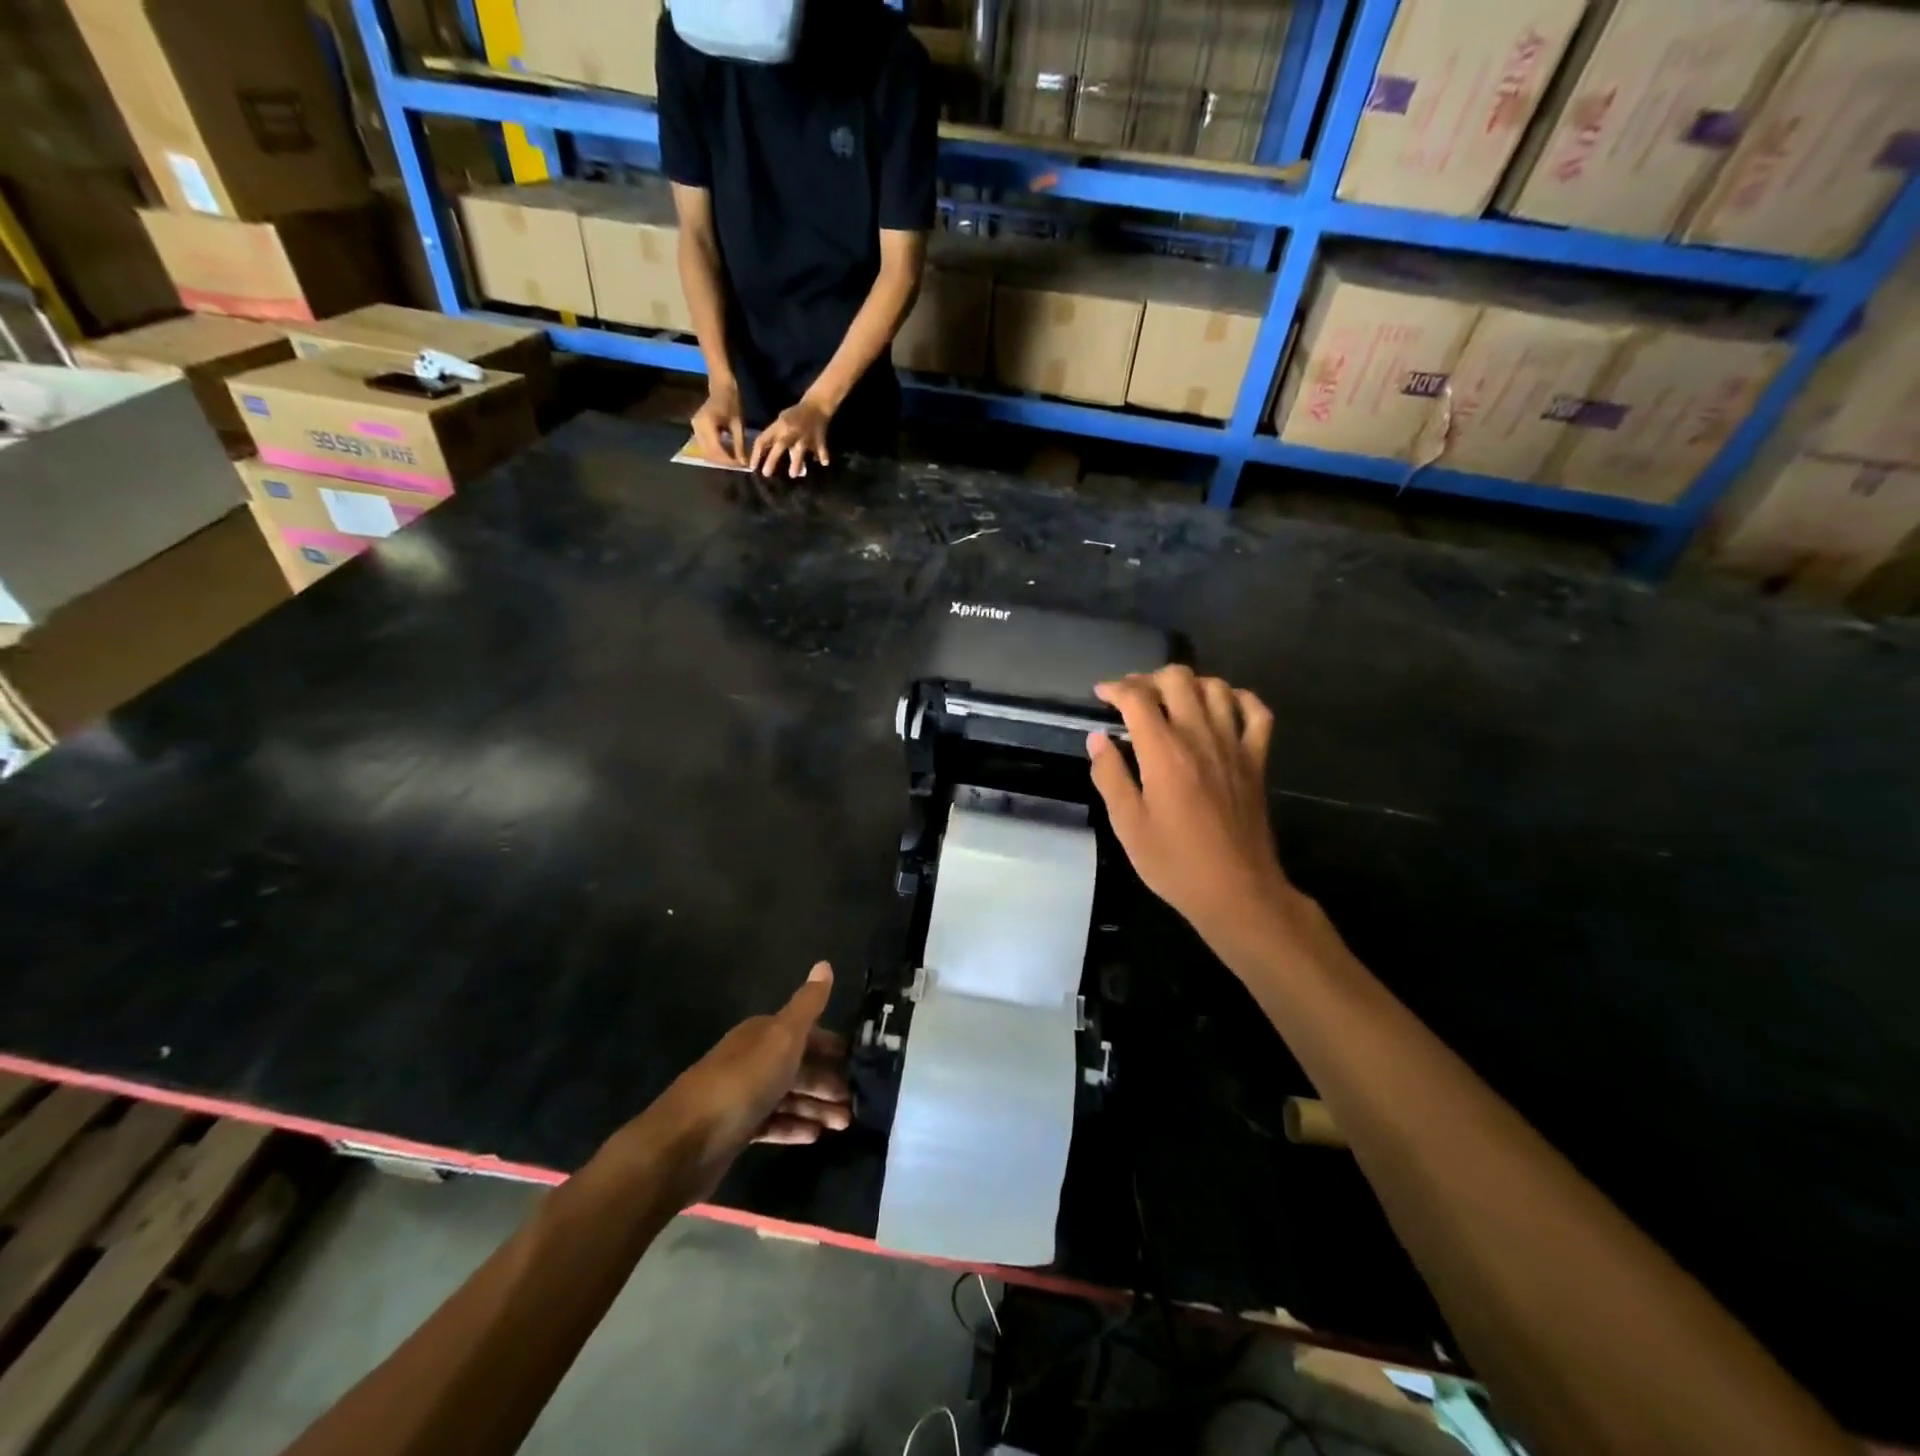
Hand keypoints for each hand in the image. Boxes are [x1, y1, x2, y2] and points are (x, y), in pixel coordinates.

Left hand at [647, 962, 850, 1202]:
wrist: (683, 1143)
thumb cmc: (741, 1083)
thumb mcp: (782, 1038)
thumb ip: (807, 1005)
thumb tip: (824, 963)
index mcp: (762, 1034)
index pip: (806, 1033)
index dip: (832, 1046)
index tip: (858, 1063)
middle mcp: (753, 1059)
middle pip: (799, 1066)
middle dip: (828, 1081)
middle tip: (855, 1103)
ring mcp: (743, 1096)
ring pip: (789, 1096)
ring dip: (817, 1107)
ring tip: (844, 1124)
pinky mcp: (736, 1130)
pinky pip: (773, 1123)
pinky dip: (794, 1127)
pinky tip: (815, 1137)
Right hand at [692, 379, 746, 465]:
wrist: (721, 388)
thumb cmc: (732, 403)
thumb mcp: (738, 425)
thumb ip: (739, 445)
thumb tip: (742, 463)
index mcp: (707, 423)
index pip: (716, 449)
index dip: (727, 460)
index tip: (739, 465)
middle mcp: (697, 426)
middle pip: (709, 453)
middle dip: (723, 461)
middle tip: (737, 465)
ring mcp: (694, 427)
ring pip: (705, 451)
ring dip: (719, 458)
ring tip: (733, 460)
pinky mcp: (696, 429)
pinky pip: (705, 446)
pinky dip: (715, 452)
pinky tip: (726, 453)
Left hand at [749, 396, 831, 479]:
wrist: (816, 405)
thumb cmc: (795, 416)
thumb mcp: (782, 423)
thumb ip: (776, 439)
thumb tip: (769, 459)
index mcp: (779, 426)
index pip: (763, 440)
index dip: (756, 454)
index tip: (752, 468)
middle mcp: (790, 431)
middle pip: (779, 446)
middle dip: (772, 460)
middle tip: (766, 474)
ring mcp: (805, 435)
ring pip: (799, 449)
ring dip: (796, 462)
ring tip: (793, 475)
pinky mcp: (818, 438)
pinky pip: (821, 448)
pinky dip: (823, 455)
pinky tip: (824, 463)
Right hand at [1087, 667, 1293, 955]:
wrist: (1237, 891)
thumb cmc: (1174, 862)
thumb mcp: (1128, 825)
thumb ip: (1110, 776)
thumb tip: (1098, 738)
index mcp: (1164, 752)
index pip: (1137, 699)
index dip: (1115, 689)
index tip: (1101, 694)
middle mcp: (1200, 736)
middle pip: (1178, 679)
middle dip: (1149, 679)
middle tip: (1133, 697)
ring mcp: (1234, 745)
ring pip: (1216, 687)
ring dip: (1189, 684)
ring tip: (1171, 700)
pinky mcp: (1257, 759)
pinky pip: (1256, 712)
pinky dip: (1238, 699)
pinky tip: (1222, 706)